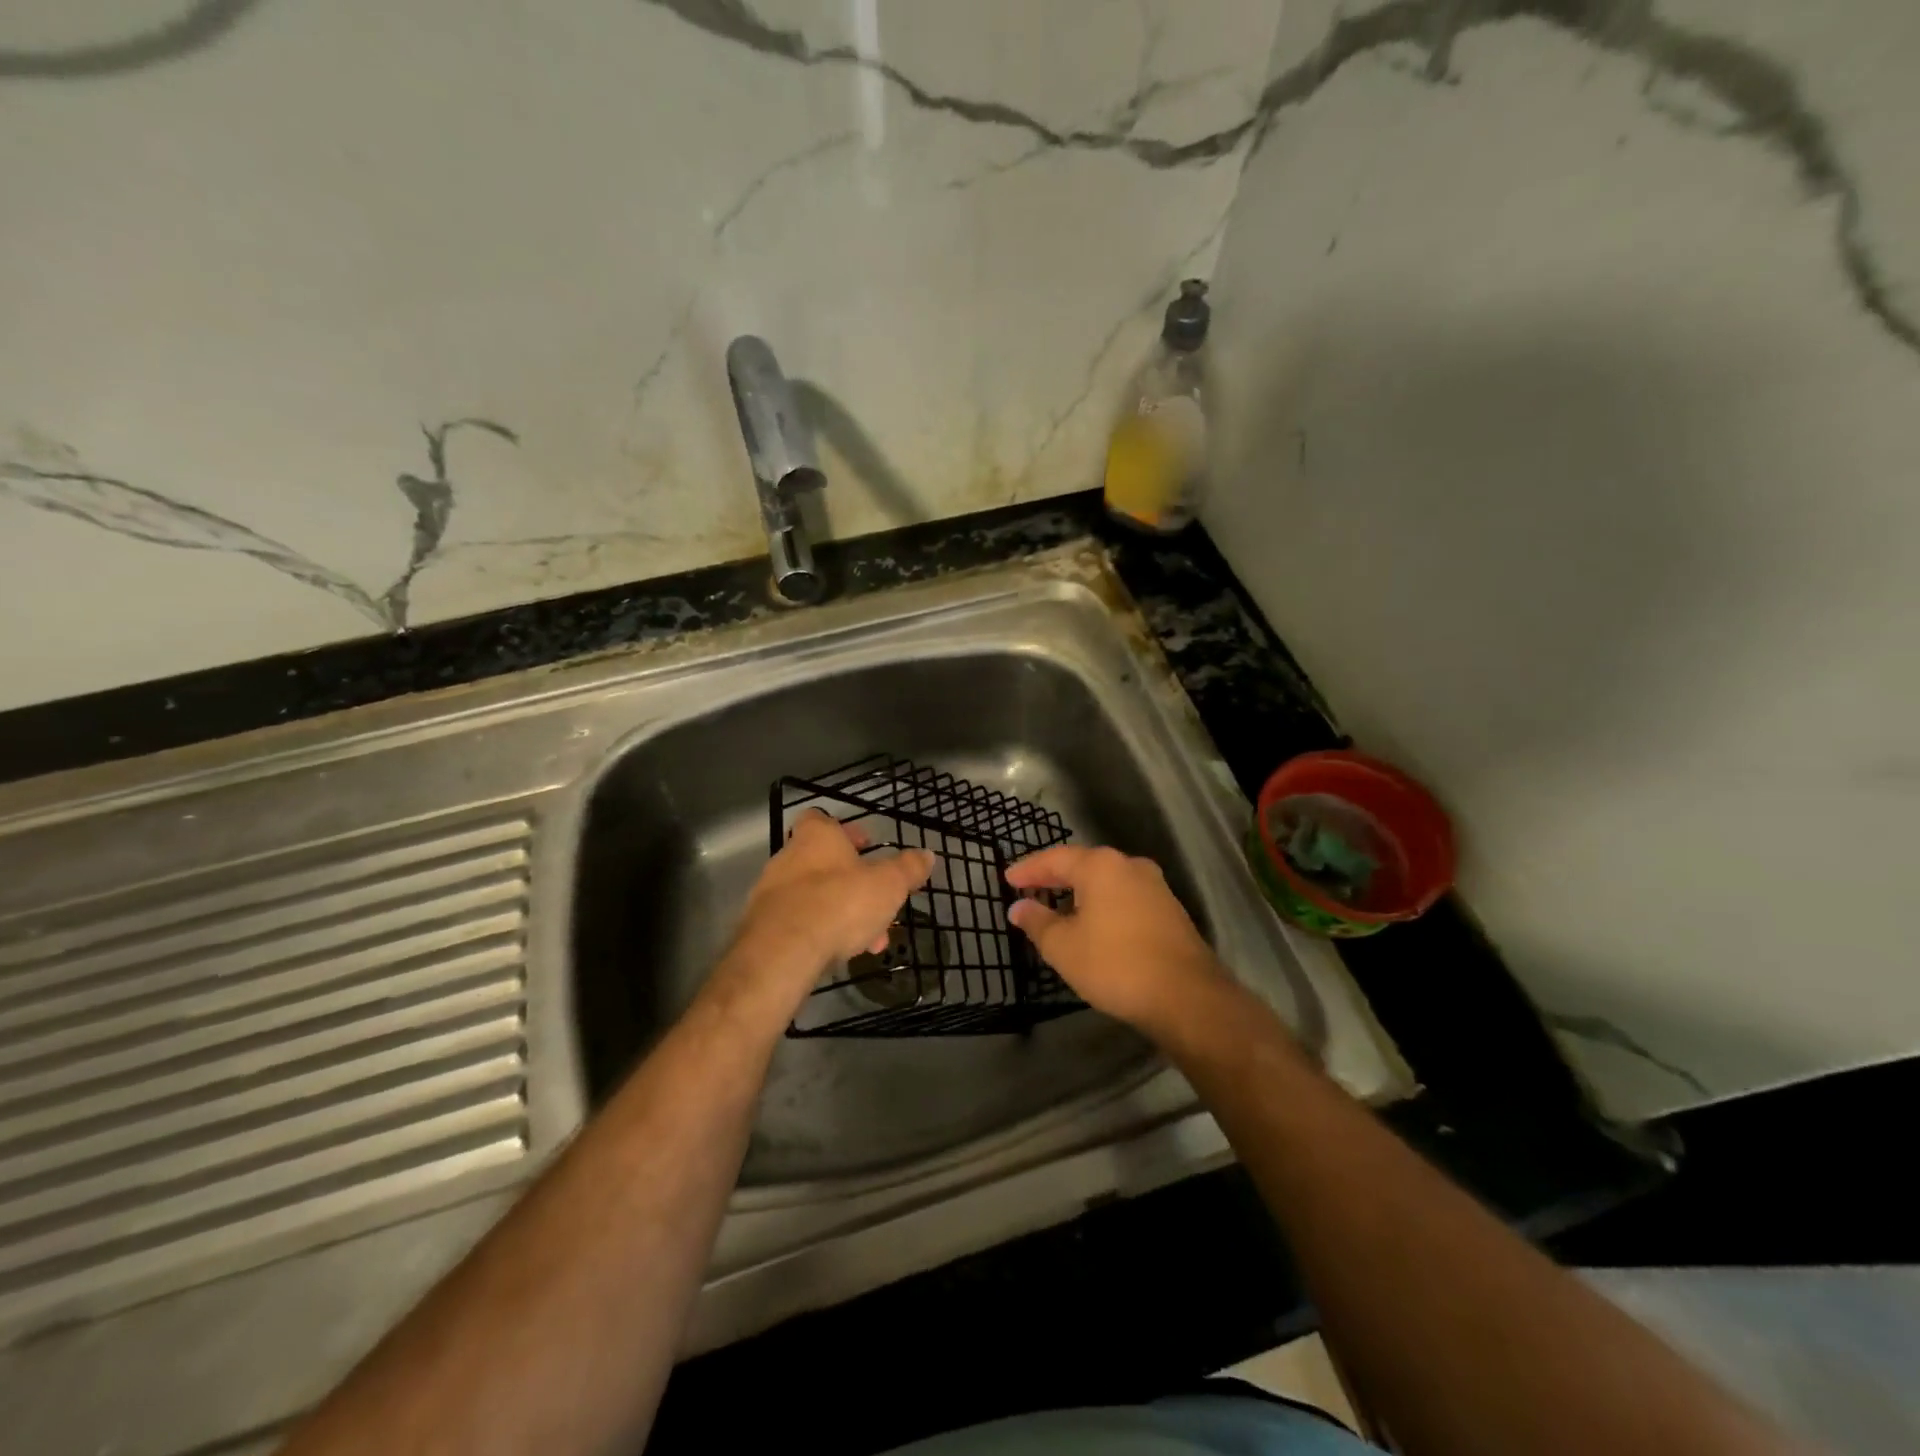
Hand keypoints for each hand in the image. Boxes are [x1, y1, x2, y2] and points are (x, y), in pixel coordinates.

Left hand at [719, 811, 934, 1019]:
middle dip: (853, 884)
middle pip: (824, 863)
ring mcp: (770, 892)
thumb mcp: (888, 885)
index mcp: (816, 837)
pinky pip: (799, 923)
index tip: (867, 848)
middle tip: (878, 903)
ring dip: (841, 913)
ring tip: (869, 939)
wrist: (782, 952)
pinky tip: (842, 953)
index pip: (824, 820)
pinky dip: (821, 933)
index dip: (846, 832)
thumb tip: (927, 855)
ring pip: (815, 897)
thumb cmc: (840, 903)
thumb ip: (908, 868)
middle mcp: (788, 857)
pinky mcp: (762, 926)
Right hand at [1006, 845, 1224, 1033]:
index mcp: (1100, 866)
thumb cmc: (1115, 964)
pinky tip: (1093, 923)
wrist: (1186, 996)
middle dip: (1054, 877)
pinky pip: (1124, 897)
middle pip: (1083, 864)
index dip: (1028, 869)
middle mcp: (1129, 865)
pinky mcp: (1169, 910)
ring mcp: (1155, 886)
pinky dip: (1103, 904)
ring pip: (1106, 881)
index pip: (1054, 859)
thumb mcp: (1064, 947)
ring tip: (1058, 906)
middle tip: (1029, 888)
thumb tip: (1018, 907)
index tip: (1007, 879)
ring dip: (1080, 891)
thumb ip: (1037, 922)